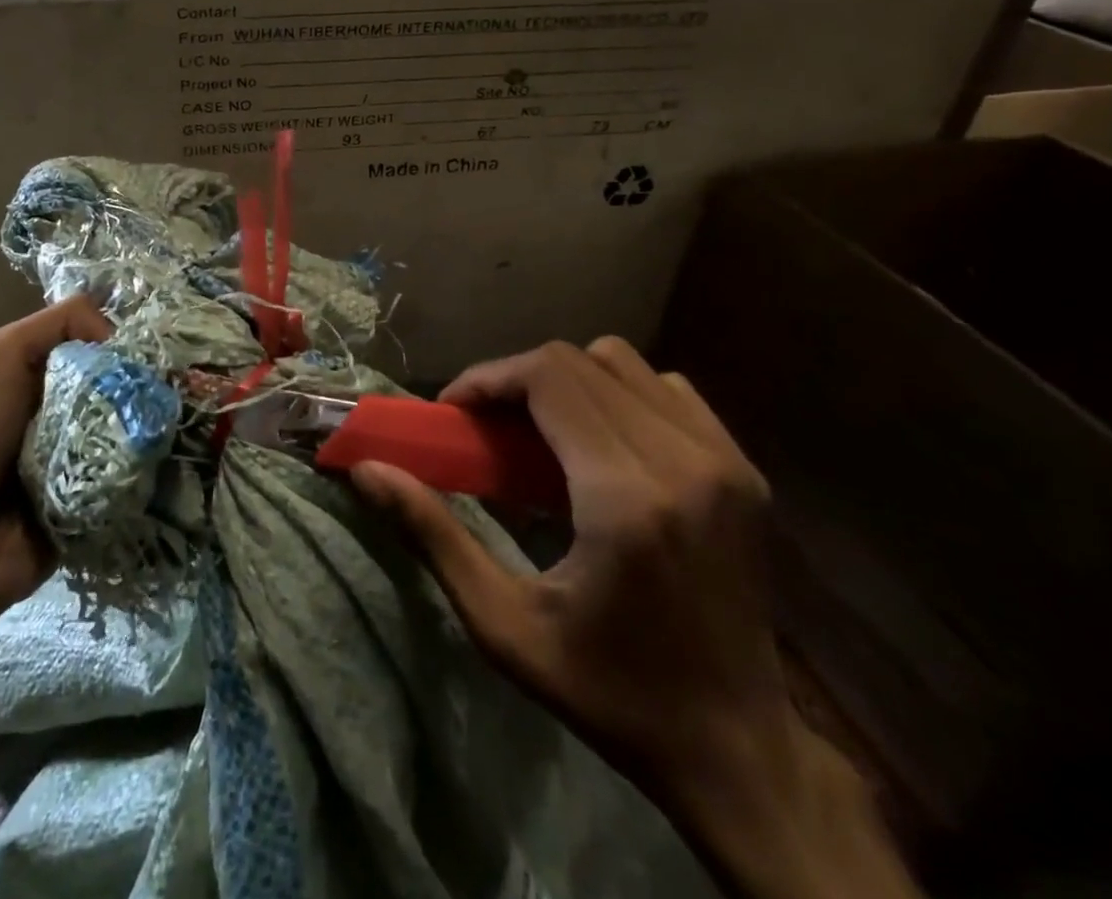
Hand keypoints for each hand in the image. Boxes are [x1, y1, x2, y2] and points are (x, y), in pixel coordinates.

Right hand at [351, 337, 780, 793]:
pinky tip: (600, 442)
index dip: (488, 378)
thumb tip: (367, 470)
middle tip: (485, 426)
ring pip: (623, 362)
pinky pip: (667, 388)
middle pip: (579, 361)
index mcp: (626, 498)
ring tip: (539, 432)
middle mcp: (683, 461)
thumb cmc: (609, 693)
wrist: (738, 751)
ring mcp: (724, 460)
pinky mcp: (743, 469)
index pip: (548, 376)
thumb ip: (432, 535)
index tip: (453, 412)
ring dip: (567, 381)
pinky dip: (619, 393)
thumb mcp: (504, 625)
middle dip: (516, 380)